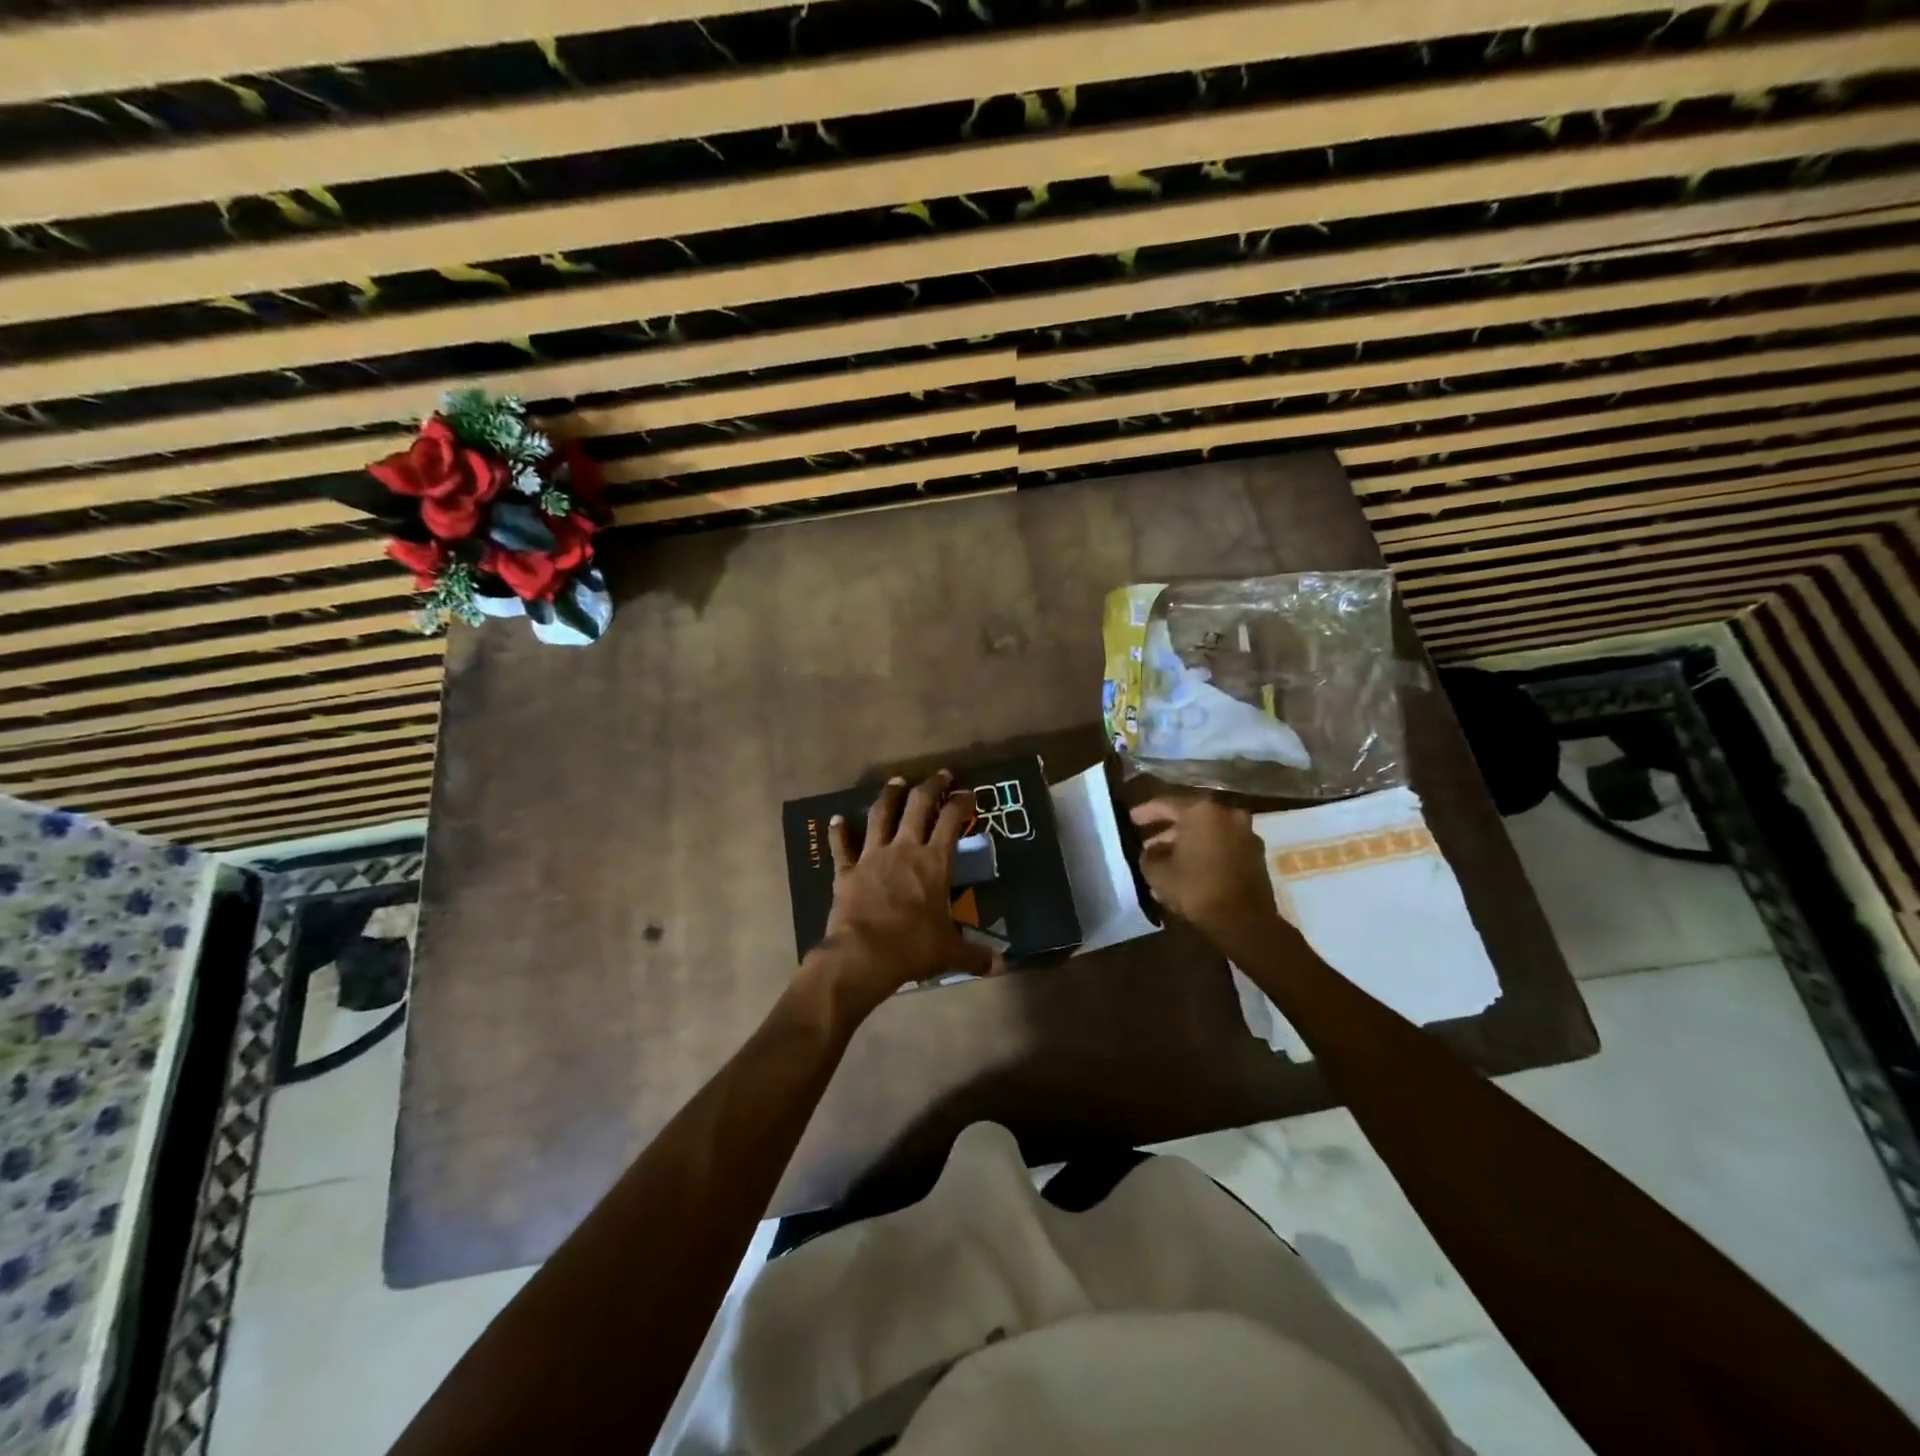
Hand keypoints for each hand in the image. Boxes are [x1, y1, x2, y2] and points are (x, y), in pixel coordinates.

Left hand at [808, 771, 992, 1014]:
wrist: (863, 955)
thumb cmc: (913, 948)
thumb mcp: (950, 952)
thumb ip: (975, 954)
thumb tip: (1000, 965)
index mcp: (934, 862)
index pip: (952, 821)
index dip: (961, 802)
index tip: (969, 792)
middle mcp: (904, 849)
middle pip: (918, 806)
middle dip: (931, 787)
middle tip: (940, 775)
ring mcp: (872, 857)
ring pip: (880, 815)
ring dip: (889, 796)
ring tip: (896, 781)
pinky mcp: (846, 871)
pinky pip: (842, 846)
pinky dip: (839, 832)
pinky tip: (836, 819)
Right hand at [1130, 796, 1281, 948]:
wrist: (1244, 920)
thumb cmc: (1196, 888)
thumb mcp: (1157, 873)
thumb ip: (1149, 855)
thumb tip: (1151, 851)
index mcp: (1200, 811)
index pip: (1166, 804)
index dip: (1146, 812)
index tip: (1131, 819)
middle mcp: (1226, 814)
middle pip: (1190, 818)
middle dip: (1168, 832)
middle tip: (1149, 845)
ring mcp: (1245, 833)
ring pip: (1208, 834)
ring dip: (1187, 846)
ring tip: (1167, 864)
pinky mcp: (1256, 855)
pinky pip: (1222, 848)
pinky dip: (1206, 855)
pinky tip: (1189, 873)